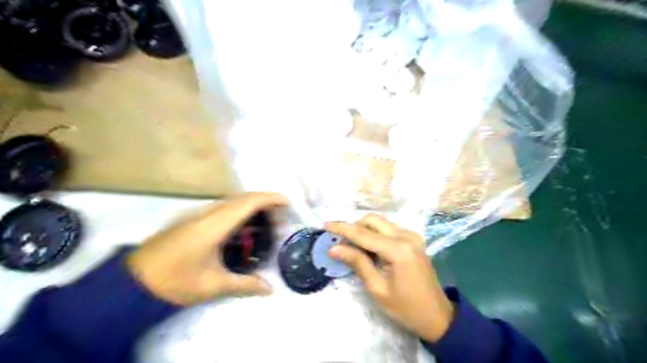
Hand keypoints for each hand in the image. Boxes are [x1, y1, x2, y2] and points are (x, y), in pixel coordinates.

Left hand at [126, 193, 287, 305]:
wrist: (132, 281)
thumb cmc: (175, 281)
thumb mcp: (213, 286)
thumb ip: (245, 285)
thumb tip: (271, 290)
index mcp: (215, 224)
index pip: (249, 201)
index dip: (270, 198)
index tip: (287, 203)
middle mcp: (208, 212)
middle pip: (243, 197)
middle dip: (265, 202)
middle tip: (280, 218)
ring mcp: (198, 214)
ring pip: (232, 202)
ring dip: (252, 207)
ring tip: (265, 223)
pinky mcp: (191, 220)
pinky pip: (223, 209)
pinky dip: (239, 213)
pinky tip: (242, 231)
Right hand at [324, 216, 453, 342]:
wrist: (438, 316)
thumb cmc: (406, 308)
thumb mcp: (377, 288)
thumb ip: (357, 262)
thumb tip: (334, 248)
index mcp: (398, 249)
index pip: (363, 234)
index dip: (342, 229)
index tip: (325, 225)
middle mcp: (406, 235)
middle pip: (372, 220)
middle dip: (354, 227)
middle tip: (340, 243)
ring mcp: (412, 235)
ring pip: (380, 223)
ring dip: (364, 231)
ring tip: (352, 247)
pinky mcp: (413, 239)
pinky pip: (388, 229)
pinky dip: (374, 234)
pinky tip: (368, 249)